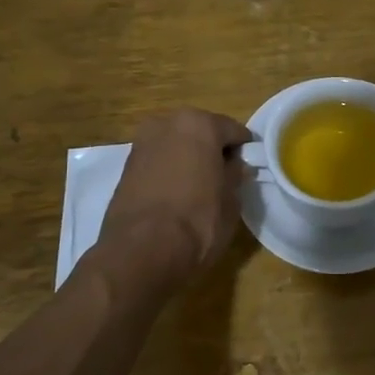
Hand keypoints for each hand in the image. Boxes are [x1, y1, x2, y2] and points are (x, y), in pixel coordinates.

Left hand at [101, 108, 251, 282]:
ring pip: (176, 144)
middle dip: (212, 150)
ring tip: (198, 187)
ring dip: (188, 158)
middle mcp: (168, 123)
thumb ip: (235, 175)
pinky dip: (168, 170)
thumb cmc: (198, 221)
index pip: (233, 130)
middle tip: (223, 176)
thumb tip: (236, 166)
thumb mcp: (231, 200)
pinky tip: (175, 194)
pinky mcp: (126, 165)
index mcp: (200, 124)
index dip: (244, 150)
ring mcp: (142, 142)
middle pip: (200, 131)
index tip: (248, 168)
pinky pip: (158, 160)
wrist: (141, 251)